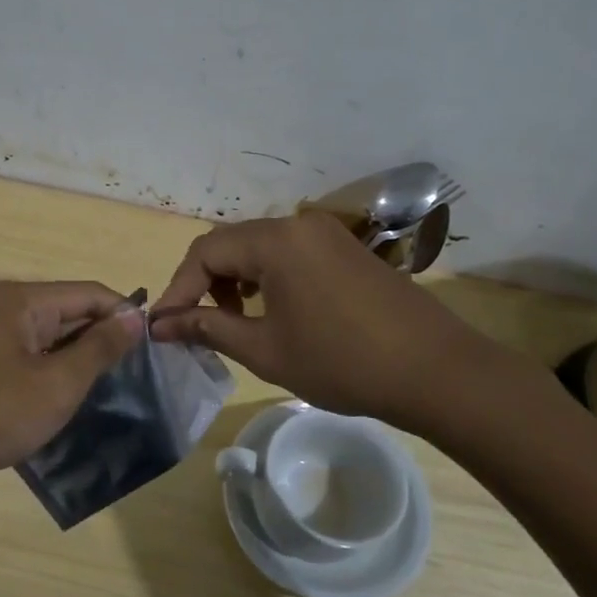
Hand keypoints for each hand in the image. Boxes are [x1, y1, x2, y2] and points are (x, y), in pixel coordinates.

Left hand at [0, 281, 144, 489]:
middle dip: (101, 339)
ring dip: (77, 359)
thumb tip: (135, 317)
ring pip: (49, 336)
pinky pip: (27, 355)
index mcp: (23, 300)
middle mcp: (3, 306)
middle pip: (69, 310)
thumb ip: (100, 347)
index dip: (125, 316)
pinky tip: (62, 399)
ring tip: (104, 391)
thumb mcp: (57, 384)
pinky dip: (50, 371)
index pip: (91, 292)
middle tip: (133, 378)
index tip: (152, 351)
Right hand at [151, 212, 512, 432]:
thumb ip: (208, 329)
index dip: (178, 290)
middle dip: (204, 284)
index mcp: (275, 241)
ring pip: (259, 248)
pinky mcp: (346, 250)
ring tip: (233, 322)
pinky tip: (271, 311)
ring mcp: (326, 234)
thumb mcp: (264, 349)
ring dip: (235, 280)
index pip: (205, 253)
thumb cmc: (341, 362)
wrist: (435, 371)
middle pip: (230, 244)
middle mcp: (298, 225)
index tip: (164, 327)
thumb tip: (161, 324)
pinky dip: (266, 277)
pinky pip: (288, 254)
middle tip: (194, 325)